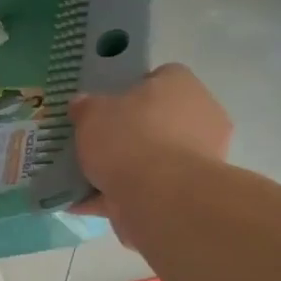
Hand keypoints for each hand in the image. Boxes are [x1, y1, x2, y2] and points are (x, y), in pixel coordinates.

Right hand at [70, 64, 231, 234]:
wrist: (159, 196)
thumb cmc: (129, 138)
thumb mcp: (92, 113)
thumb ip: (85, 107)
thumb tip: (81, 105)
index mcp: (181, 86)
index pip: (159, 78)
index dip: (130, 90)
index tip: (106, 107)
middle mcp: (199, 117)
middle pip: (156, 120)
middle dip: (127, 133)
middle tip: (94, 142)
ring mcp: (197, 158)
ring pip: (151, 158)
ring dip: (121, 168)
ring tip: (81, 176)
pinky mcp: (186, 192)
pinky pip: (145, 189)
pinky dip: (116, 196)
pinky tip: (83, 202)